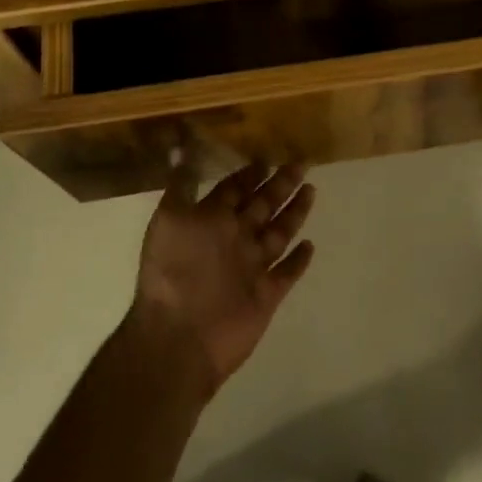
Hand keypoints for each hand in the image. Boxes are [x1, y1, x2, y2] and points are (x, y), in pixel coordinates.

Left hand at [130, 161, 316, 399]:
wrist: (179, 336)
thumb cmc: (173, 272)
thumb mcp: (170, 217)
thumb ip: (182, 183)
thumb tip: (180, 145)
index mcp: (211, 221)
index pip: (234, 191)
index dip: (248, 175)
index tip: (265, 158)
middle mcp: (233, 240)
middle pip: (262, 206)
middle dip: (280, 185)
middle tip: (301, 163)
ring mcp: (251, 268)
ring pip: (278, 234)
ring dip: (294, 213)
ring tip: (311, 190)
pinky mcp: (266, 295)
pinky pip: (287, 273)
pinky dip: (298, 260)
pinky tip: (311, 245)